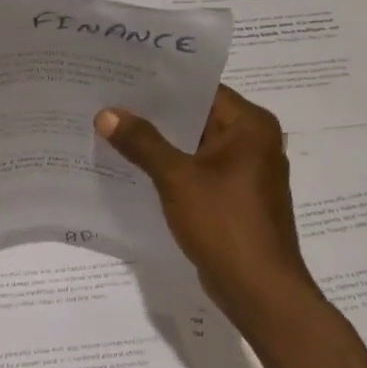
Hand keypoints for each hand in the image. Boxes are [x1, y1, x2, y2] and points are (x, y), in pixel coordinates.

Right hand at [96, 85, 316, 332]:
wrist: (259, 290)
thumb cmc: (225, 224)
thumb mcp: (177, 178)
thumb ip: (142, 142)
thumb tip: (107, 113)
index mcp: (251, 126)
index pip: (202, 90)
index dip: (162, 84)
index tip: (123, 77)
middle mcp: (254, 142)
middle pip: (198, 116)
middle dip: (156, 114)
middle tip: (110, 102)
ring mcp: (246, 172)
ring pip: (196, 146)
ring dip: (161, 143)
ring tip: (115, 130)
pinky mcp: (236, 198)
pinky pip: (199, 171)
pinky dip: (172, 168)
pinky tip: (136, 167)